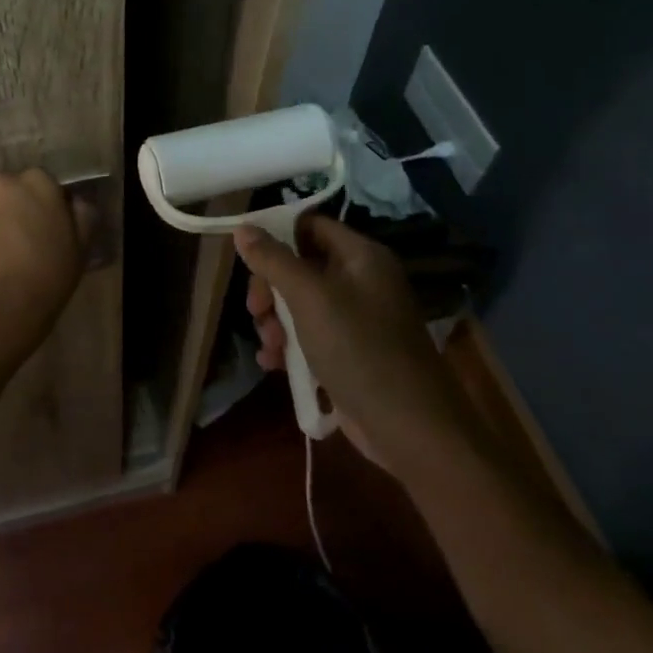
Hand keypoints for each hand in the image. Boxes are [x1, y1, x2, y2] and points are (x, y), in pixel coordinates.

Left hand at [0, 170, 91, 330]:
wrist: (4, 304)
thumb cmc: (50, 272)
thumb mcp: (82, 244)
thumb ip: (82, 213)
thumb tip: (77, 202)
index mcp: (38, 181)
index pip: (43, 181)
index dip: (46, 202)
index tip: (49, 222)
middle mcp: (3, 182)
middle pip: (12, 189)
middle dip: (17, 206)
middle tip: (24, 235)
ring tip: (1, 248)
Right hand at [236, 215, 479, 479]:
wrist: (409, 427)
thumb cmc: (358, 349)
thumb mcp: (309, 298)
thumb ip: (273, 260)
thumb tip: (243, 228)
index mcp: (361, 256)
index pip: (311, 225)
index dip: (277, 234)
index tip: (247, 257)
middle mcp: (361, 281)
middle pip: (300, 266)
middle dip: (271, 288)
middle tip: (256, 311)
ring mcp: (357, 320)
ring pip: (300, 305)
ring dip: (275, 322)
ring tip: (269, 346)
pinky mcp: (350, 354)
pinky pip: (310, 337)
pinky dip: (289, 346)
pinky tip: (273, 363)